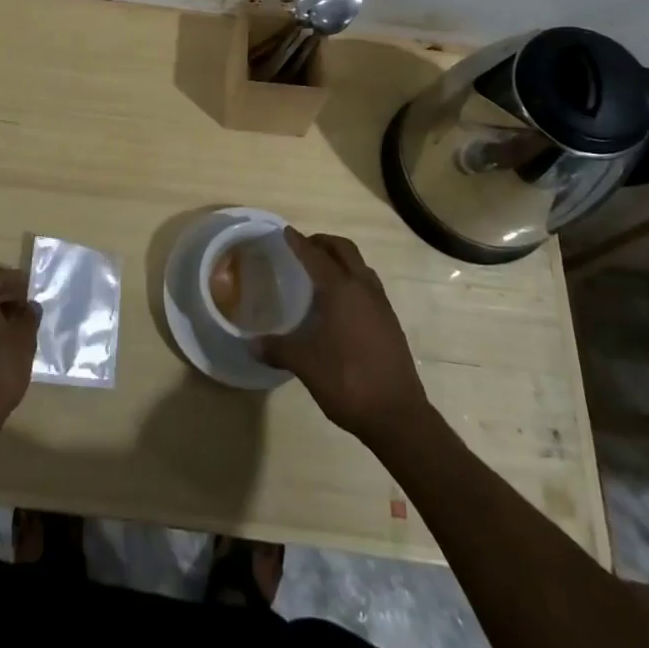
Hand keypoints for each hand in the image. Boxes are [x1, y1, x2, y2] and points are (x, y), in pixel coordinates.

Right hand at [259, 229, 429, 446]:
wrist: (398, 415)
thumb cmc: (347, 380)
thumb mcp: (305, 364)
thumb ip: (277, 349)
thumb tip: (251, 344)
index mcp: (341, 290)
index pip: (316, 255)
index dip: (299, 242)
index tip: (285, 232)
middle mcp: (363, 288)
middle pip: (344, 250)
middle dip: (323, 243)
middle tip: (304, 247)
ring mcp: (381, 304)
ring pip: (360, 266)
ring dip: (341, 259)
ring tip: (322, 271)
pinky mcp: (390, 322)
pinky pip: (369, 285)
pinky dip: (353, 279)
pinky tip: (341, 303)